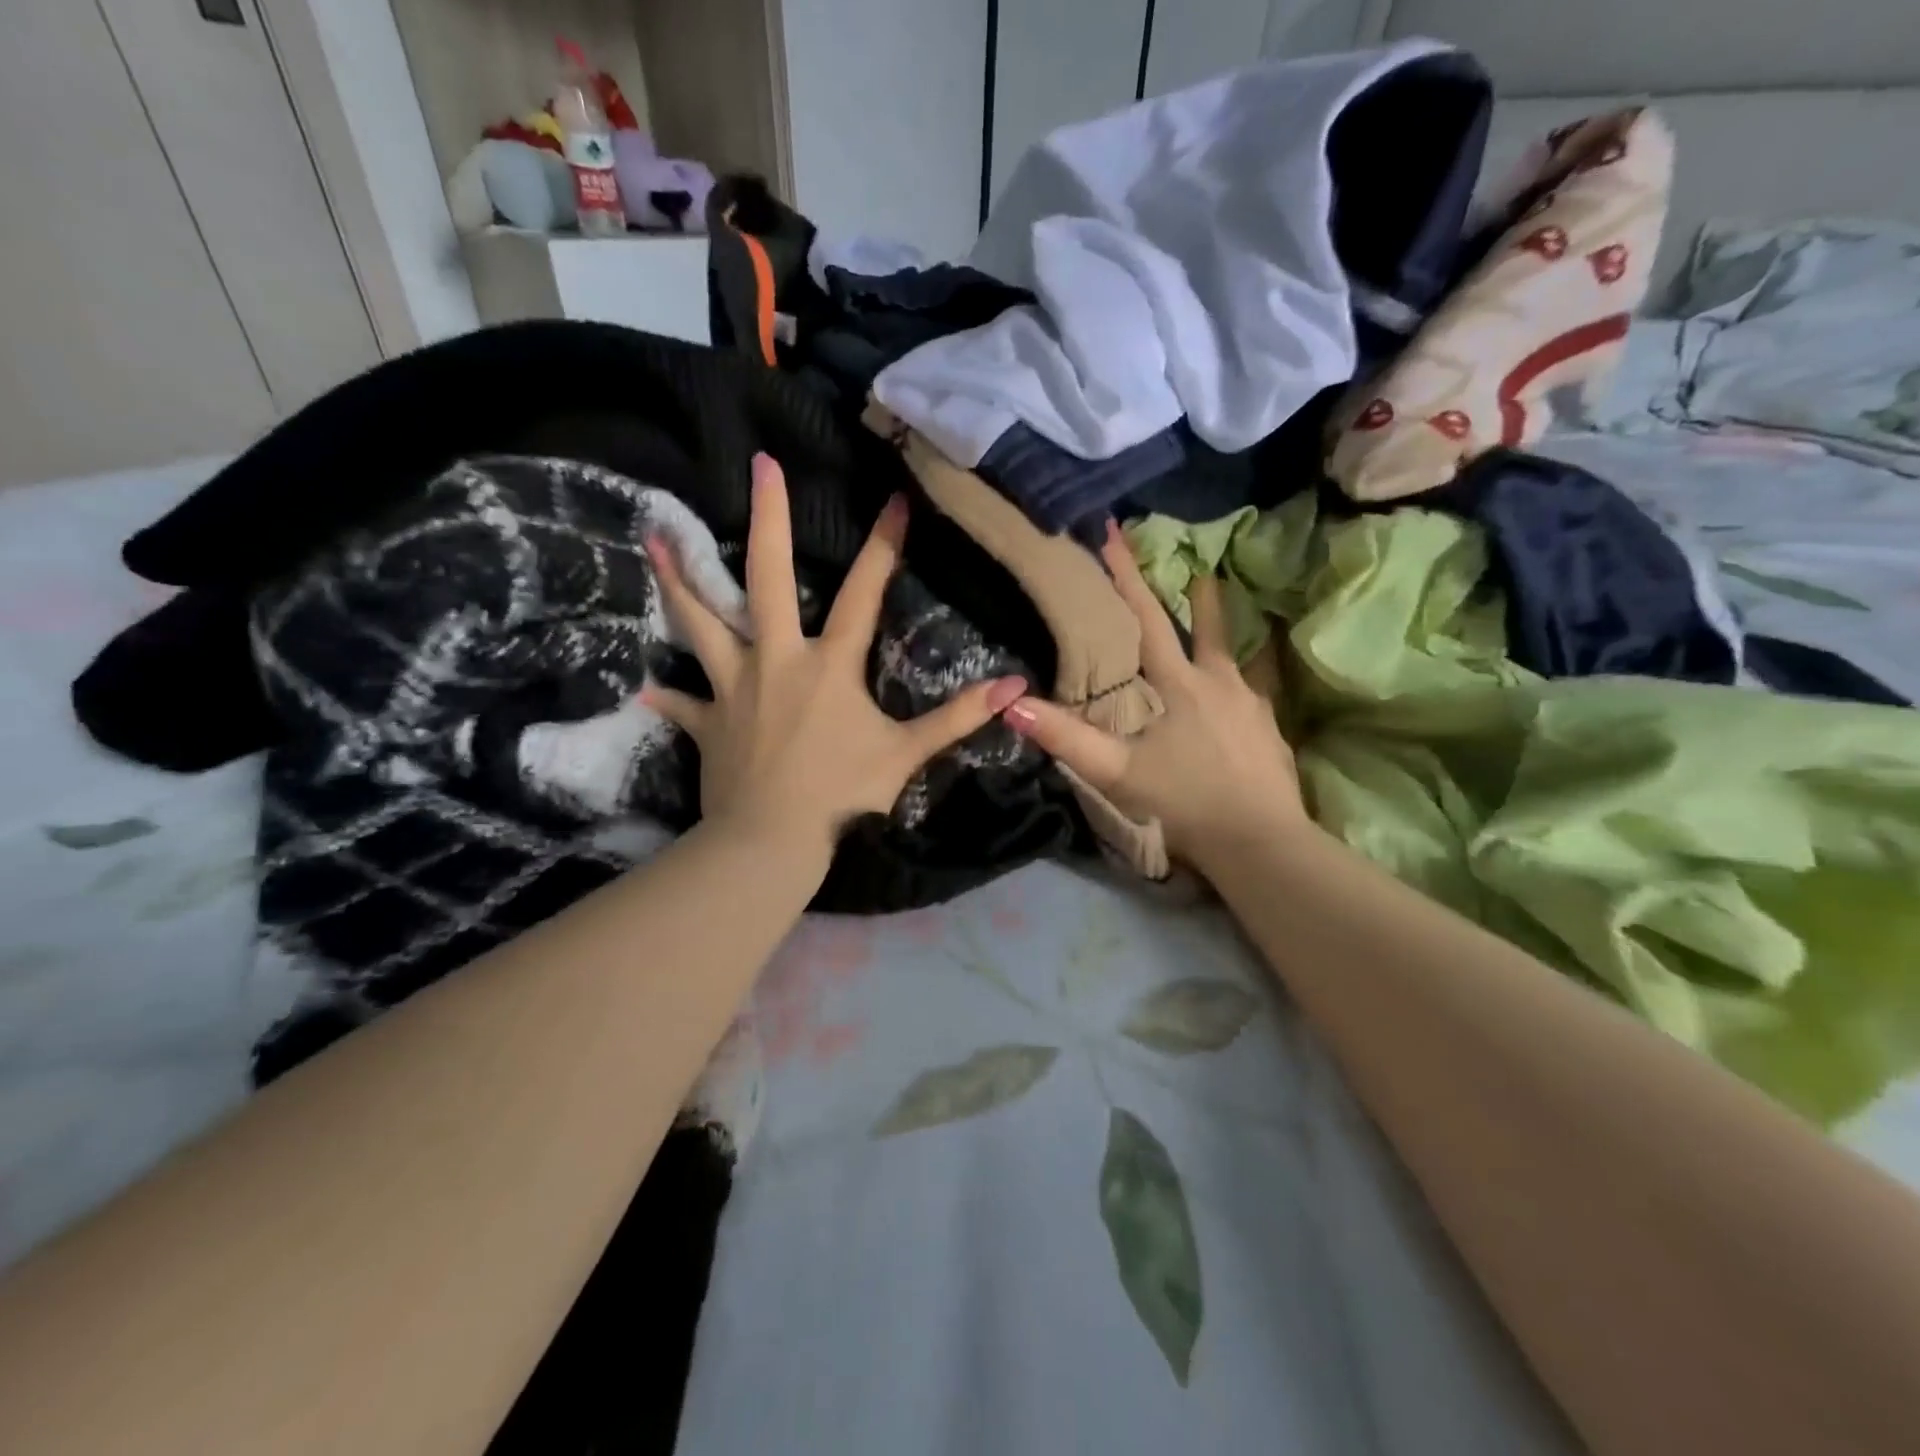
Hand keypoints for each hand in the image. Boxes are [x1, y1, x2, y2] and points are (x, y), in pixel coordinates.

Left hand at [642, 453, 1027, 863]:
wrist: (771, 841)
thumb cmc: (842, 795)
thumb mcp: (906, 754)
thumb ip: (957, 717)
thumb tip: (1016, 686)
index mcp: (828, 665)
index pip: (863, 595)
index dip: (883, 547)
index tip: (896, 499)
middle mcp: (775, 660)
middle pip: (766, 579)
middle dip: (767, 520)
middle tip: (760, 466)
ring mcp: (733, 689)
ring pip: (700, 625)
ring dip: (679, 583)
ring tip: (652, 540)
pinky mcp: (708, 724)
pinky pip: (684, 705)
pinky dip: (669, 697)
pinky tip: (647, 689)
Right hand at [1001, 522, 1306, 872]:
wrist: (1260, 842)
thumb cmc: (1184, 802)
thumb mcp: (1117, 772)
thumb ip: (1066, 739)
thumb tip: (1013, 705)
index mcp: (1180, 684)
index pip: (1148, 621)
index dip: (1126, 578)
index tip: (1115, 536)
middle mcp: (1220, 681)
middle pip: (1205, 626)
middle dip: (1193, 594)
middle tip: (1195, 564)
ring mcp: (1252, 703)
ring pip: (1234, 655)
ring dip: (1223, 629)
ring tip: (1223, 615)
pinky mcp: (1270, 728)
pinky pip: (1256, 688)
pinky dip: (1245, 676)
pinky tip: (1243, 687)